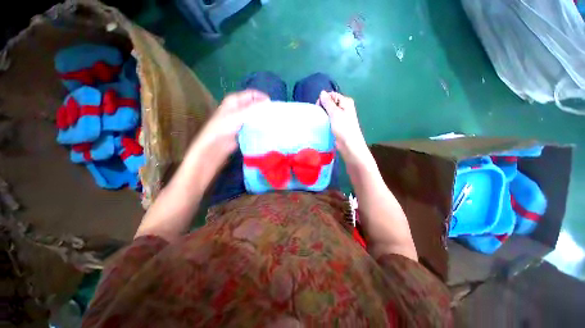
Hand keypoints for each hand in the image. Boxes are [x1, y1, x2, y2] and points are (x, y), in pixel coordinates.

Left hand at [189, 89, 269, 165]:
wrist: (216, 146)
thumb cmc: (223, 127)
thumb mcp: (238, 115)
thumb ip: (253, 109)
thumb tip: (268, 103)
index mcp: (235, 100)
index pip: (252, 94)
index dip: (262, 98)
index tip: (272, 106)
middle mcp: (239, 108)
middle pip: (255, 105)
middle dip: (264, 109)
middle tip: (274, 115)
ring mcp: (242, 119)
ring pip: (255, 116)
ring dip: (263, 118)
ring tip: (272, 122)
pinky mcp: (244, 129)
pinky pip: (254, 125)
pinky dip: (260, 126)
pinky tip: (267, 129)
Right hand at [318, 91, 368, 161]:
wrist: (348, 144)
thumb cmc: (343, 127)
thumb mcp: (335, 113)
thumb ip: (328, 102)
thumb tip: (322, 92)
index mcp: (345, 102)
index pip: (331, 95)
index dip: (324, 99)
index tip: (318, 107)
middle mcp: (344, 107)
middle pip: (330, 103)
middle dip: (323, 107)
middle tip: (319, 115)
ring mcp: (341, 116)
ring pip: (328, 111)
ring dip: (323, 114)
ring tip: (319, 120)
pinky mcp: (337, 124)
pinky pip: (329, 119)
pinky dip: (325, 120)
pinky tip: (321, 124)